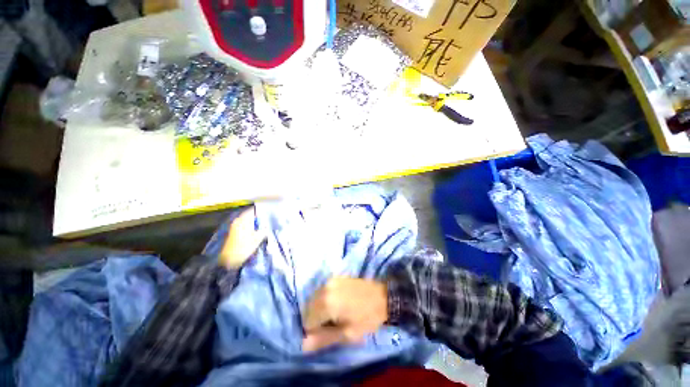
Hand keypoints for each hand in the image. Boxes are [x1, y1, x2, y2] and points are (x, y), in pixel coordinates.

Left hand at [218, 207, 264, 268]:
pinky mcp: (233, 232)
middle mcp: (238, 220)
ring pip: (246, 220)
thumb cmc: (244, 247)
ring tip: (262, 226)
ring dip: (253, 222)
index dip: (261, 211)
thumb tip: (268, 226)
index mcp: (244, 220)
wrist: (229, 260)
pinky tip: (255, 231)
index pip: (253, 210)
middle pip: (249, 215)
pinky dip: (249, 226)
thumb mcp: (258, 238)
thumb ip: (264, 230)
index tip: (268, 213)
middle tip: (267, 220)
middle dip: (257, 217)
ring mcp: (234, 226)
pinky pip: (243, 225)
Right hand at [302, 277, 387, 351]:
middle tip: (333, 323)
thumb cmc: (367, 318)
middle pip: (308, 308)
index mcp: (326, 303)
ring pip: (314, 299)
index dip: (315, 331)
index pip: (307, 321)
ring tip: (336, 313)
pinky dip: (324, 299)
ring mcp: (329, 280)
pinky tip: (337, 302)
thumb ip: (324, 339)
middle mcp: (324, 288)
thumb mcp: (347, 334)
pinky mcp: (334, 277)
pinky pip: (321, 291)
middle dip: (316, 319)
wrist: (382, 295)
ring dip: (319, 309)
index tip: (329, 331)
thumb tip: (303, 345)